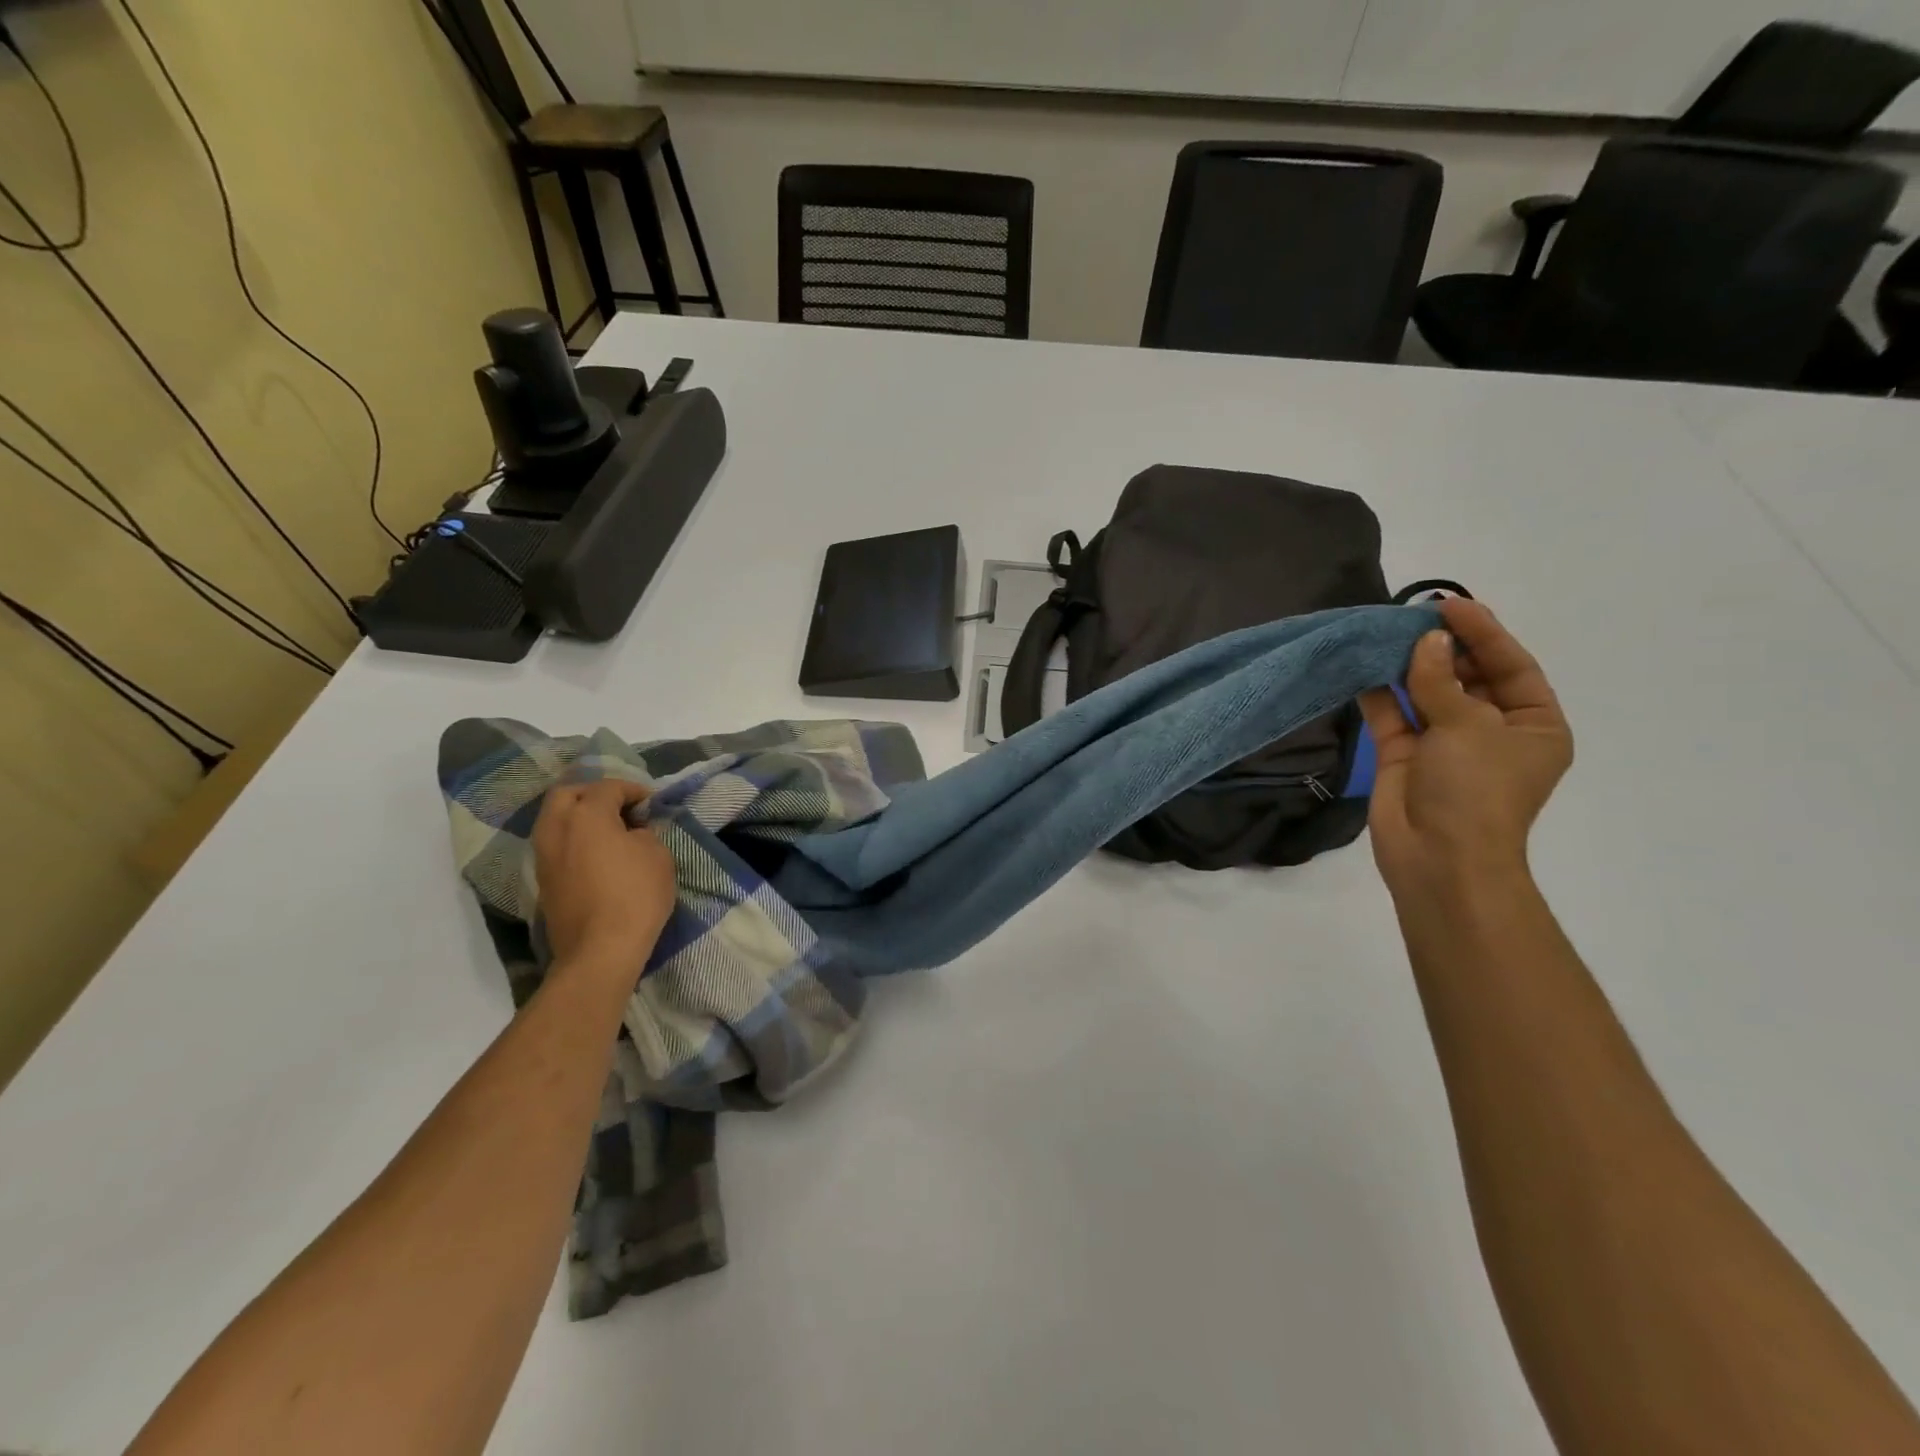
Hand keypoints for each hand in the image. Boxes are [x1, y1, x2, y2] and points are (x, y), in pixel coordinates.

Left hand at [532, 779, 677, 976]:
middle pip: (567, 794)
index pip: (608, 787)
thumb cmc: (635, 895)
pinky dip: (574, 840)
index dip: (633, 790)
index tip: (651, 803)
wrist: (600, 951)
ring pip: (555, 820)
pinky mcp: (543, 881)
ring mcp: (544, 856)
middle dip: (593, 794)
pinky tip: (597, 855)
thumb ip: (644, 834)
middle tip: (620, 808)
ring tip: (609, 832)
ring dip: (579, 817)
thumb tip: (632, 834)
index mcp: (586, 815)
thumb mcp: (658, 855)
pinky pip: (555, 845)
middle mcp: (556, 828)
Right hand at [1358, 598, 1572, 897]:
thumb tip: (1424, 642)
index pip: (1511, 666)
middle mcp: (1490, 731)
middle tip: (1411, 617)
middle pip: (1467, 676)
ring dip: (1406, 666)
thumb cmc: (1475, 790)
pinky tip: (1363, 666)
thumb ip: (1440, 680)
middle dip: (1441, 647)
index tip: (1450, 605)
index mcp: (1532, 726)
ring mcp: (1444, 744)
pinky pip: (1393, 715)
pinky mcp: (1404, 755)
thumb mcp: (1468, 727)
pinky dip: (1379, 693)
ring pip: (1426, 693)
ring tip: (1383, 633)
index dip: (1484, 633)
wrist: (1438, 857)